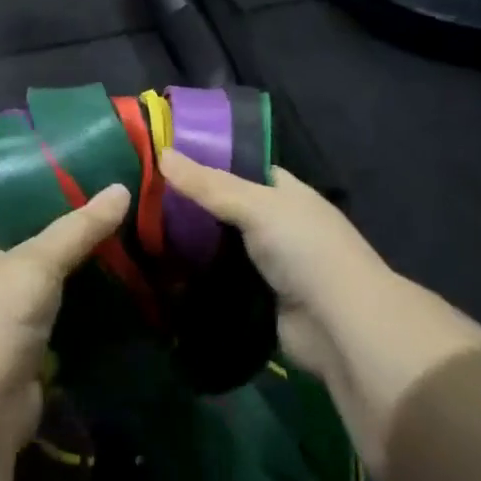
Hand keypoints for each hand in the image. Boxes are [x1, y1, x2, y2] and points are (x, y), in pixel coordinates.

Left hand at [0, 183, 128, 438]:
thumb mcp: (40, 262)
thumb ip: (80, 228)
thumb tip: (122, 188)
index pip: (18, 220)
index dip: (53, 205)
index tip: (94, 193)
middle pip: (39, 258)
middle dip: (76, 248)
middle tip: (122, 227)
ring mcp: (5, 329)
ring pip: (53, 296)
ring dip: (83, 286)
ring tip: (129, 261)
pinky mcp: (25, 362)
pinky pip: (61, 331)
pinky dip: (84, 322)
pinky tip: (118, 309)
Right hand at [157, 149, 387, 382]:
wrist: (340, 326)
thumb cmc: (305, 249)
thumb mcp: (256, 205)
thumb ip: (208, 184)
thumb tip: (161, 153)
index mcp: (284, 192)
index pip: (240, 168)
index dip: (205, 161)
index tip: (162, 158)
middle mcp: (277, 224)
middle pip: (225, 209)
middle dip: (190, 206)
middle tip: (141, 196)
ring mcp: (267, 265)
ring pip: (219, 247)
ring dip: (189, 245)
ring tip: (140, 230)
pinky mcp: (256, 300)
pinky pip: (219, 282)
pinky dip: (195, 279)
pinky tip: (159, 270)